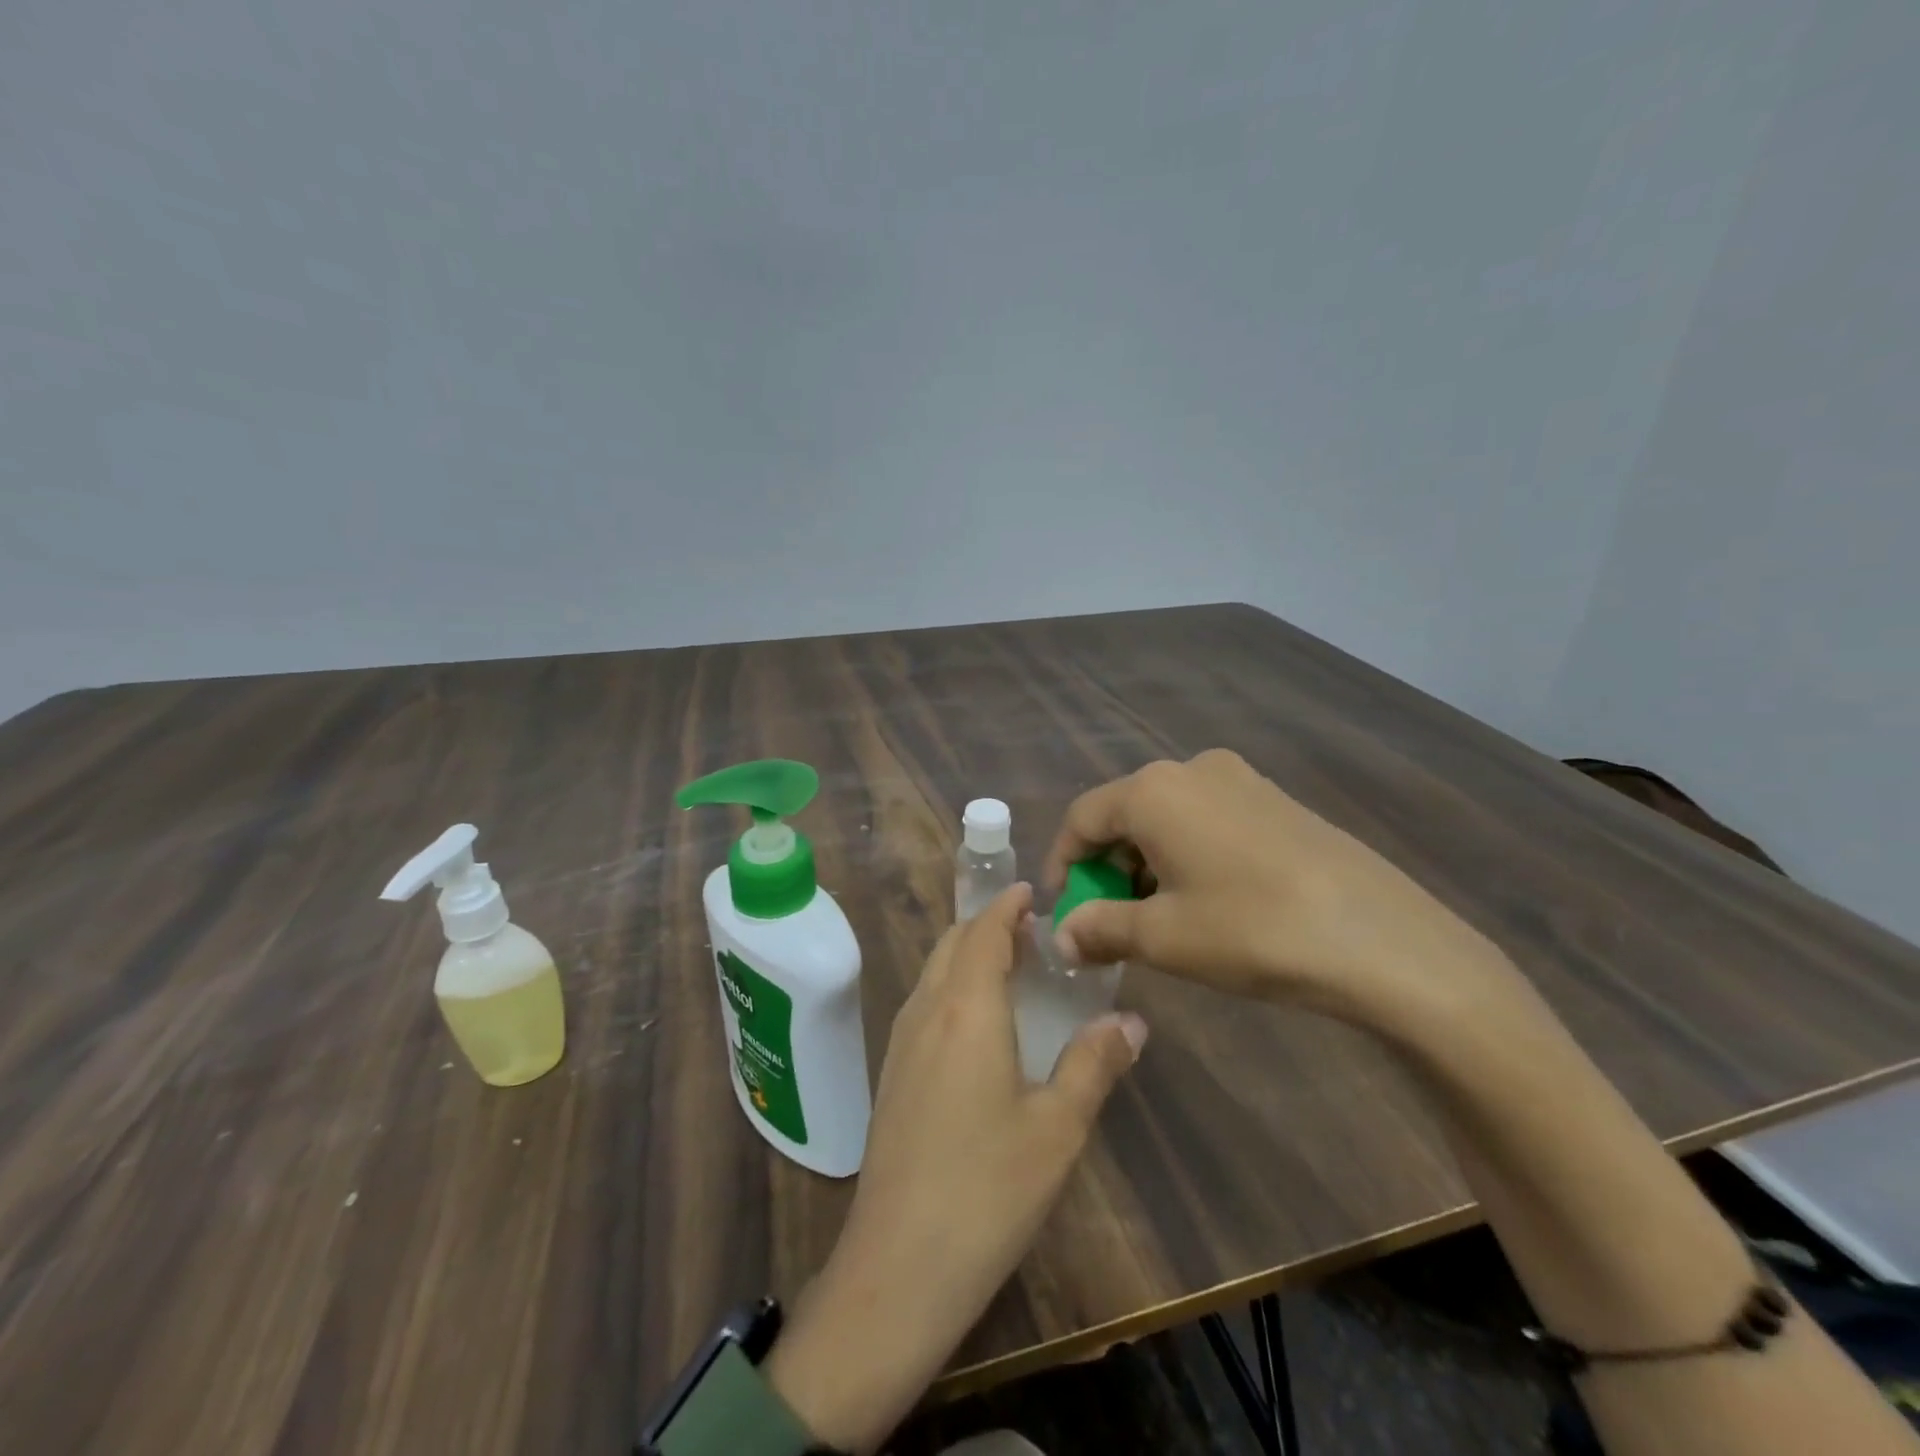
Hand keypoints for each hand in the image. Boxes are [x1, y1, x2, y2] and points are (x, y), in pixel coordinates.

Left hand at [765, 884, 1146, 1454]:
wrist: (898, 1266)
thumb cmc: (987, 1190)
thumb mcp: (1058, 1128)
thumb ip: (1095, 1063)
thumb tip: (1131, 1020)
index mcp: (966, 1009)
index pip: (984, 932)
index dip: (1007, 905)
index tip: (1031, 891)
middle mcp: (927, 1011)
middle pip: (953, 943)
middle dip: (988, 924)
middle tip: (1032, 930)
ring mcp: (901, 1042)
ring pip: (934, 972)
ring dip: (967, 953)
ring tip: (1010, 967)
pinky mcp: (892, 1074)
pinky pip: (923, 1002)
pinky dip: (952, 985)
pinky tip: (977, 1022)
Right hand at [1045, 749, 1521, 1031]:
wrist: (1383, 940)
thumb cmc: (1252, 930)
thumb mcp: (1163, 937)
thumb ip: (1100, 928)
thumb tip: (1061, 936)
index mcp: (1153, 791)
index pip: (1081, 818)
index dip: (1063, 864)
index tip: (1064, 912)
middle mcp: (1191, 769)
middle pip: (1124, 813)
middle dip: (1107, 866)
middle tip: (1109, 920)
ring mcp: (1240, 779)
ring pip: (1167, 817)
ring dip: (1146, 862)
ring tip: (1158, 918)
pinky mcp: (1276, 800)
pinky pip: (1207, 819)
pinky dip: (1187, 854)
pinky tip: (1206, 899)